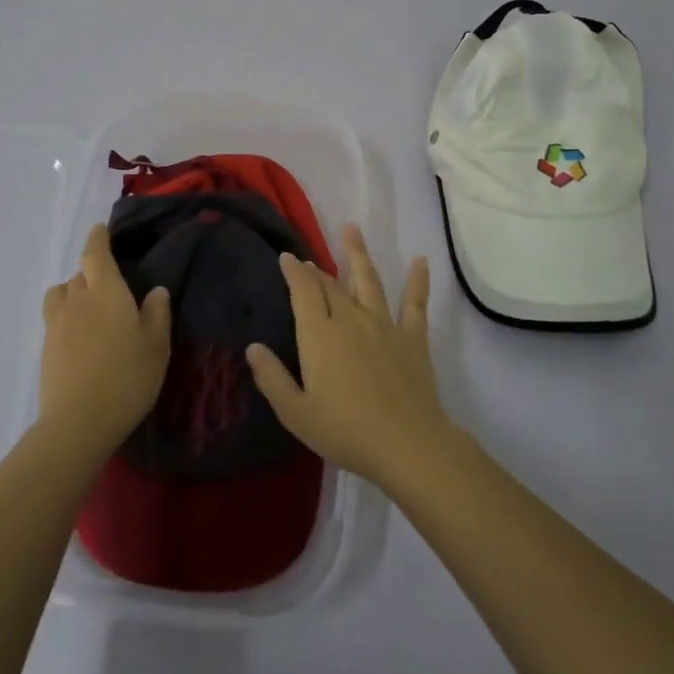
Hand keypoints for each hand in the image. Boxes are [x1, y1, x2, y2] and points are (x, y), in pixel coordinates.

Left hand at [39, 223, 171, 456]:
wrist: (78, 422)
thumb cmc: (127, 378)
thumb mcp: (156, 346)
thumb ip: (157, 314)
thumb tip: (156, 290)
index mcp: (106, 292)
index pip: (96, 253)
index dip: (97, 239)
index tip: (99, 229)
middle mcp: (77, 300)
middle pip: (80, 274)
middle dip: (92, 272)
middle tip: (111, 287)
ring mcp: (56, 323)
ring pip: (61, 294)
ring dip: (73, 292)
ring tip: (88, 308)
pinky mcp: (45, 347)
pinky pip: (55, 318)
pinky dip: (66, 316)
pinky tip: (80, 337)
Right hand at [245, 225, 453, 493]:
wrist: (407, 444)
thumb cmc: (345, 431)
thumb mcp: (296, 413)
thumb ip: (272, 378)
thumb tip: (253, 347)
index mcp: (320, 335)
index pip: (304, 292)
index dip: (294, 272)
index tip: (287, 257)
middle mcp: (350, 320)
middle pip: (331, 286)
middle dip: (317, 270)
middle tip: (308, 260)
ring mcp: (384, 325)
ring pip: (369, 281)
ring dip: (359, 254)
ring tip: (352, 229)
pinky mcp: (412, 338)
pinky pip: (415, 303)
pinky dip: (418, 280)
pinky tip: (420, 260)